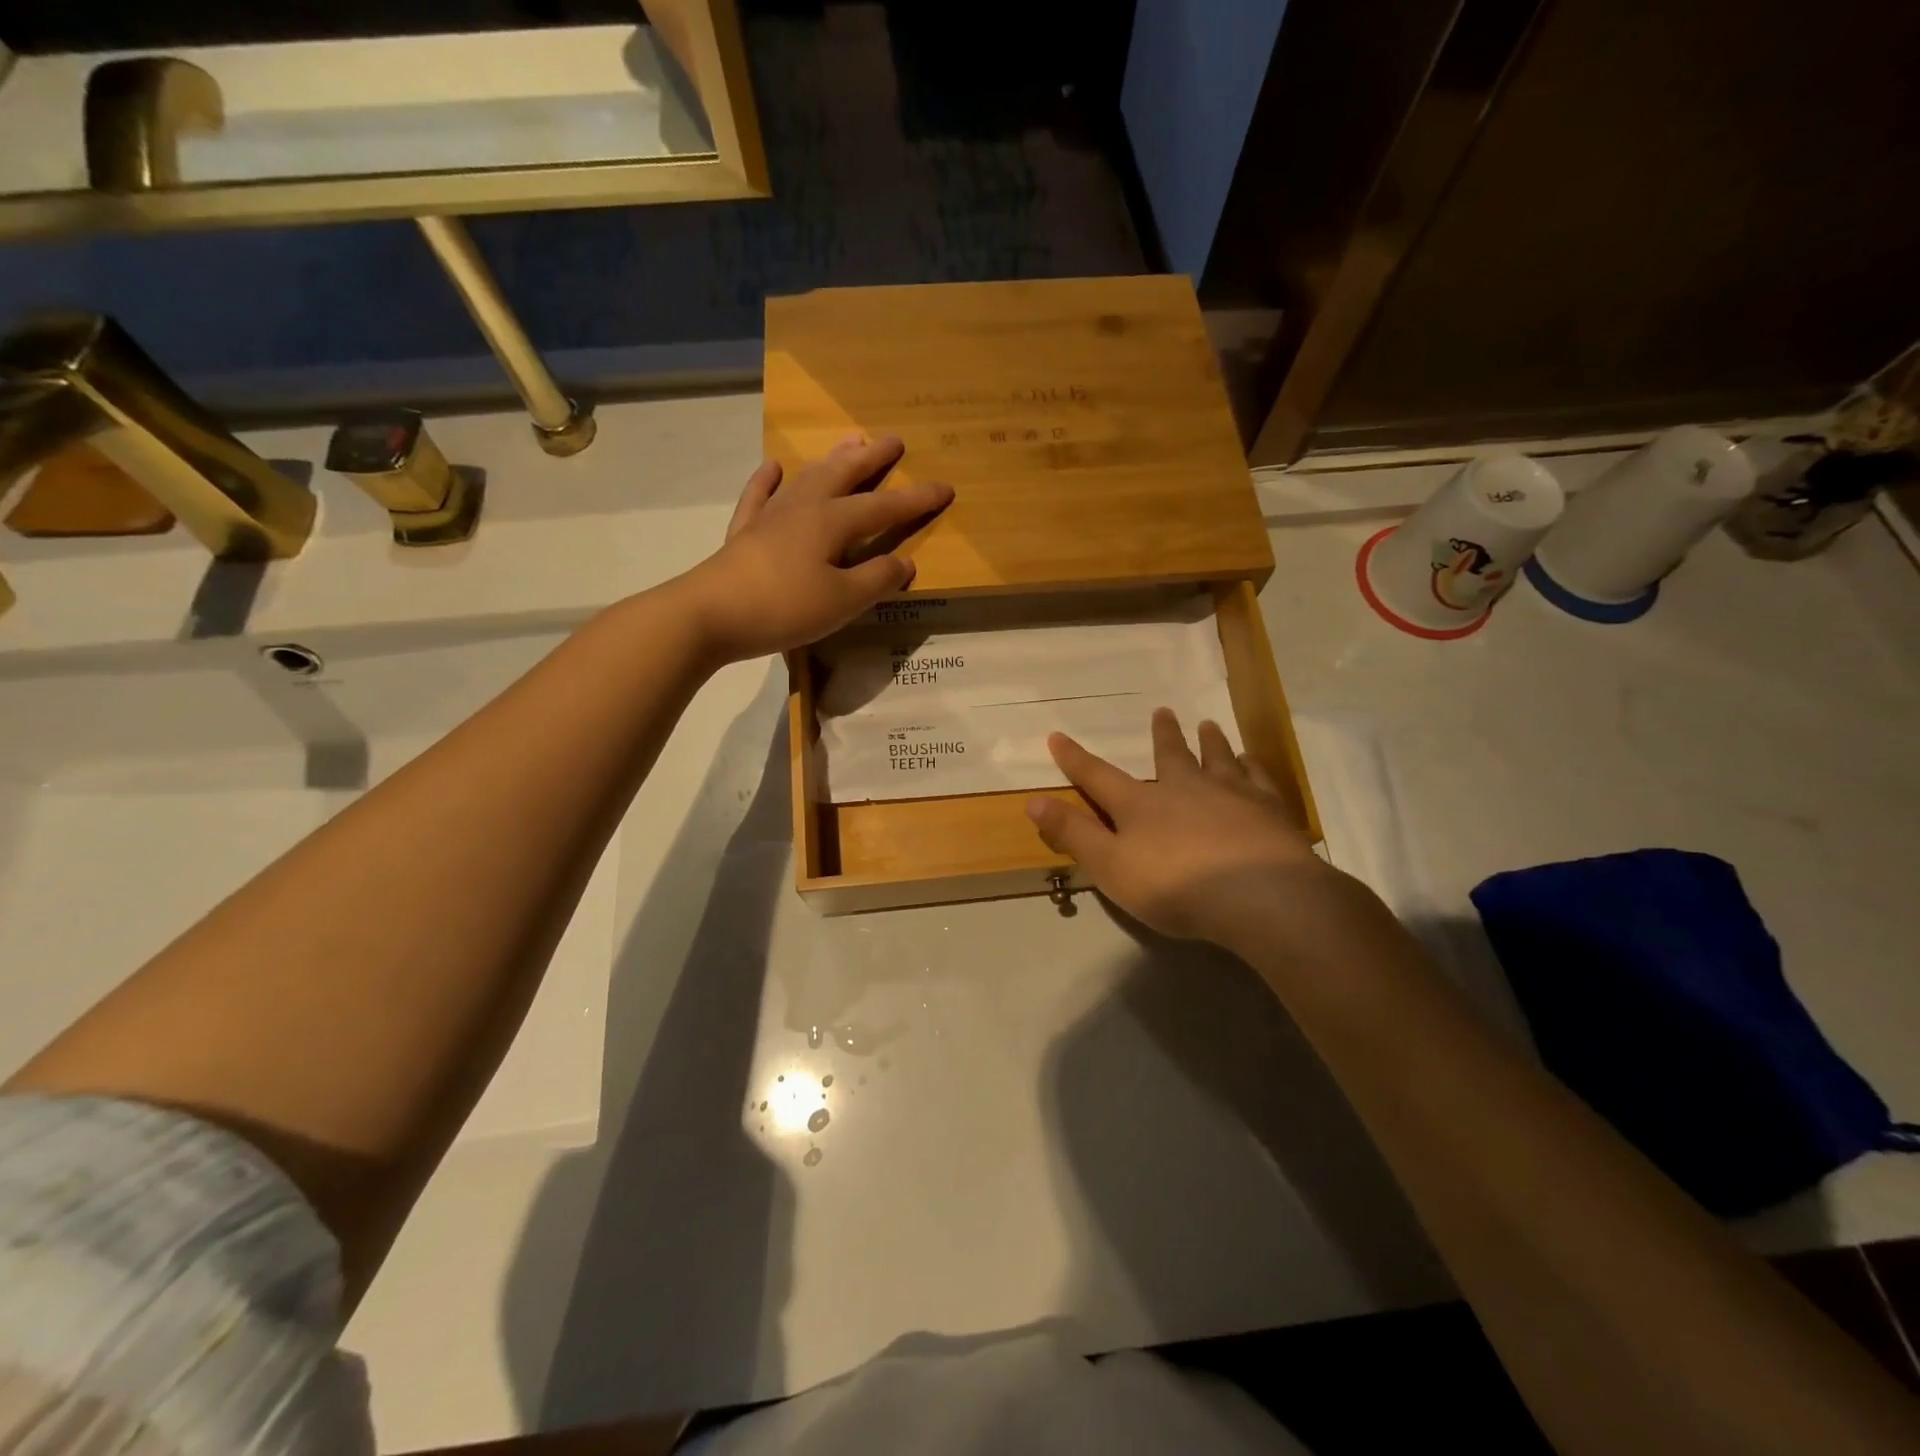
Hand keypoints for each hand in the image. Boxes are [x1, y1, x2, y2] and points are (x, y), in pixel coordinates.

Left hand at [678, 436, 952, 661]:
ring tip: (849, 442)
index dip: (916, 499)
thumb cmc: (785, 607)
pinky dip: (768, 480)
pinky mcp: (744, 533)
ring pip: (807, 478)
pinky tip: (774, 468)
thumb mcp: (843, 601)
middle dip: (872, 458)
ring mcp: (770, 517)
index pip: (884, 508)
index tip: (946, 487)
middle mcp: (804, 508)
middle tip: (893, 439)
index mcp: (833, 522)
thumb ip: (877, 580)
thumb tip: (905, 562)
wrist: (711, 614)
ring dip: (831, 460)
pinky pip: (759, 497)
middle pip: (844, 475)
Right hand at [1026, 708, 1341, 951]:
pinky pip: (1259, 778)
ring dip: (1210, 742)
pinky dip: (1253, 766)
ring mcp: (1231, 794)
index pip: (1098, 776)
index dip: (1075, 759)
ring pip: (1218, 758)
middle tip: (1163, 711)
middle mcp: (1184, 788)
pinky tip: (1253, 761)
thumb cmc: (1176, 886)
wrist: (1260, 896)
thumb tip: (1033, 801)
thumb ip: (1074, 834)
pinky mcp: (1269, 809)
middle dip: (1162, 735)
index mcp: (1140, 805)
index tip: (1057, 736)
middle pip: (1169, 755)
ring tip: (1209, 725)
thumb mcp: (1111, 867)